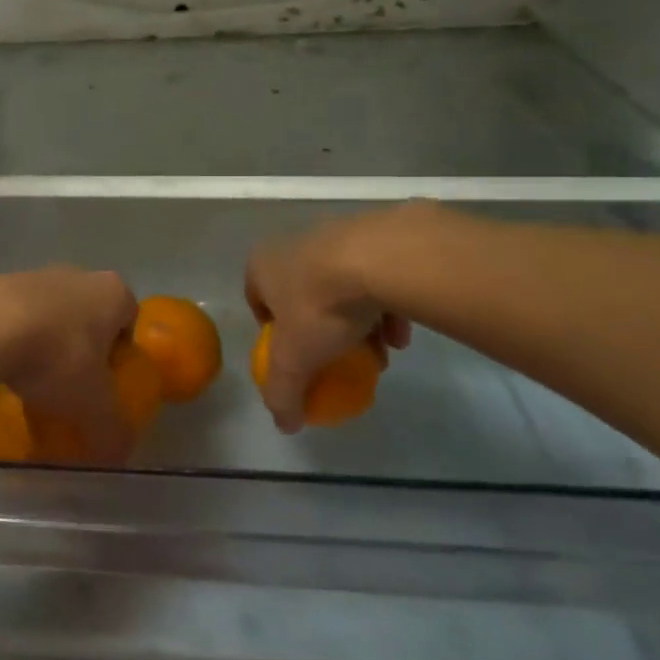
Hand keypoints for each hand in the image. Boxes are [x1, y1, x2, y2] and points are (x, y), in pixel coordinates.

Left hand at [0, 266, 139, 463]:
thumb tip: (118, 456)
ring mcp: (36, 275)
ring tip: (32, 382)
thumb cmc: (57, 356)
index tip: (105, 385)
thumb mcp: (93, 406)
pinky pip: (15, 316)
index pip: (128, 322)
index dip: (120, 355)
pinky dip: (13, 339)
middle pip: (88, 317)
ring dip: (45, 343)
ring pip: (50, 315)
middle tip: (71, 387)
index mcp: (113, 293)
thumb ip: (112, 432)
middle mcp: (79, 275)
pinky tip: (2, 368)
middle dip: (81, 349)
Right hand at [246, 210, 416, 432]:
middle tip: (339, 358)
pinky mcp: (376, 235)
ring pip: (342, 287)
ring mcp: (337, 235)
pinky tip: (401, 335)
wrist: (379, 258)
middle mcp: (293, 244)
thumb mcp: (294, 360)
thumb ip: (284, 392)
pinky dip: (385, 306)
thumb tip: (284, 424)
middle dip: (321, 330)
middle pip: (303, 295)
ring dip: (357, 322)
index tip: (296, 356)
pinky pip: (377, 276)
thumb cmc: (319, 306)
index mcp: (262, 265)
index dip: (275, 333)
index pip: (258, 300)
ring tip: (378, 353)